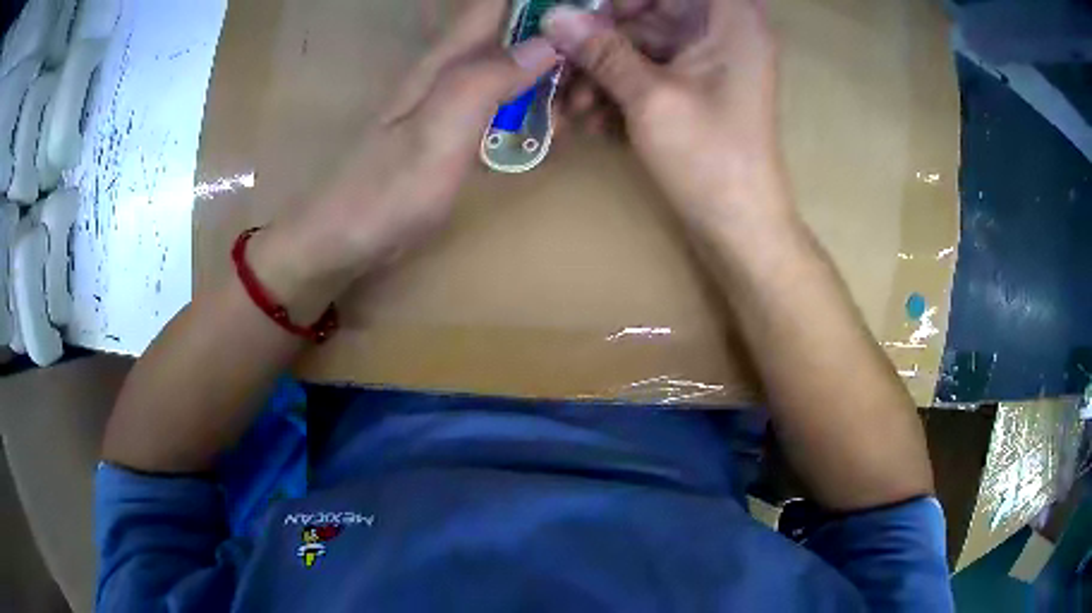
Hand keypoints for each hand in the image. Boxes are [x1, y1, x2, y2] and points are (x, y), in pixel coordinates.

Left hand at [259, 0, 558, 305]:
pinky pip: (510, 106)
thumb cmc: (385, 192)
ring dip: (555, 82)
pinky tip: (554, 136)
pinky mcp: (461, 131)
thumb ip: (487, 82)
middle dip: (562, 46)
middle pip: (518, 34)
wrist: (344, 240)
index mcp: (447, 58)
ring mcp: (458, 101)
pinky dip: (538, 112)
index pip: (499, 5)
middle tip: (594, 82)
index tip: (587, 18)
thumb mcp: (437, 133)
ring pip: (519, 69)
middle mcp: (455, 70)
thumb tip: (548, 42)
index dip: (543, 5)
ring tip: (583, 114)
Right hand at [544, 0, 787, 229]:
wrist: (739, 228)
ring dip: (603, 73)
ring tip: (572, 108)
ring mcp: (708, 65)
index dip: (626, 0)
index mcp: (731, 22)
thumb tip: (555, 16)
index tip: (587, 16)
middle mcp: (722, 35)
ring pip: (643, 47)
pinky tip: (593, 121)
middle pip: (651, 14)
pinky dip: (620, 92)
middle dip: (602, 41)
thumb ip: (602, 51)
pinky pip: (649, 74)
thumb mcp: (651, 98)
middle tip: (562, 65)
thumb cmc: (709, 158)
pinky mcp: (694, 92)